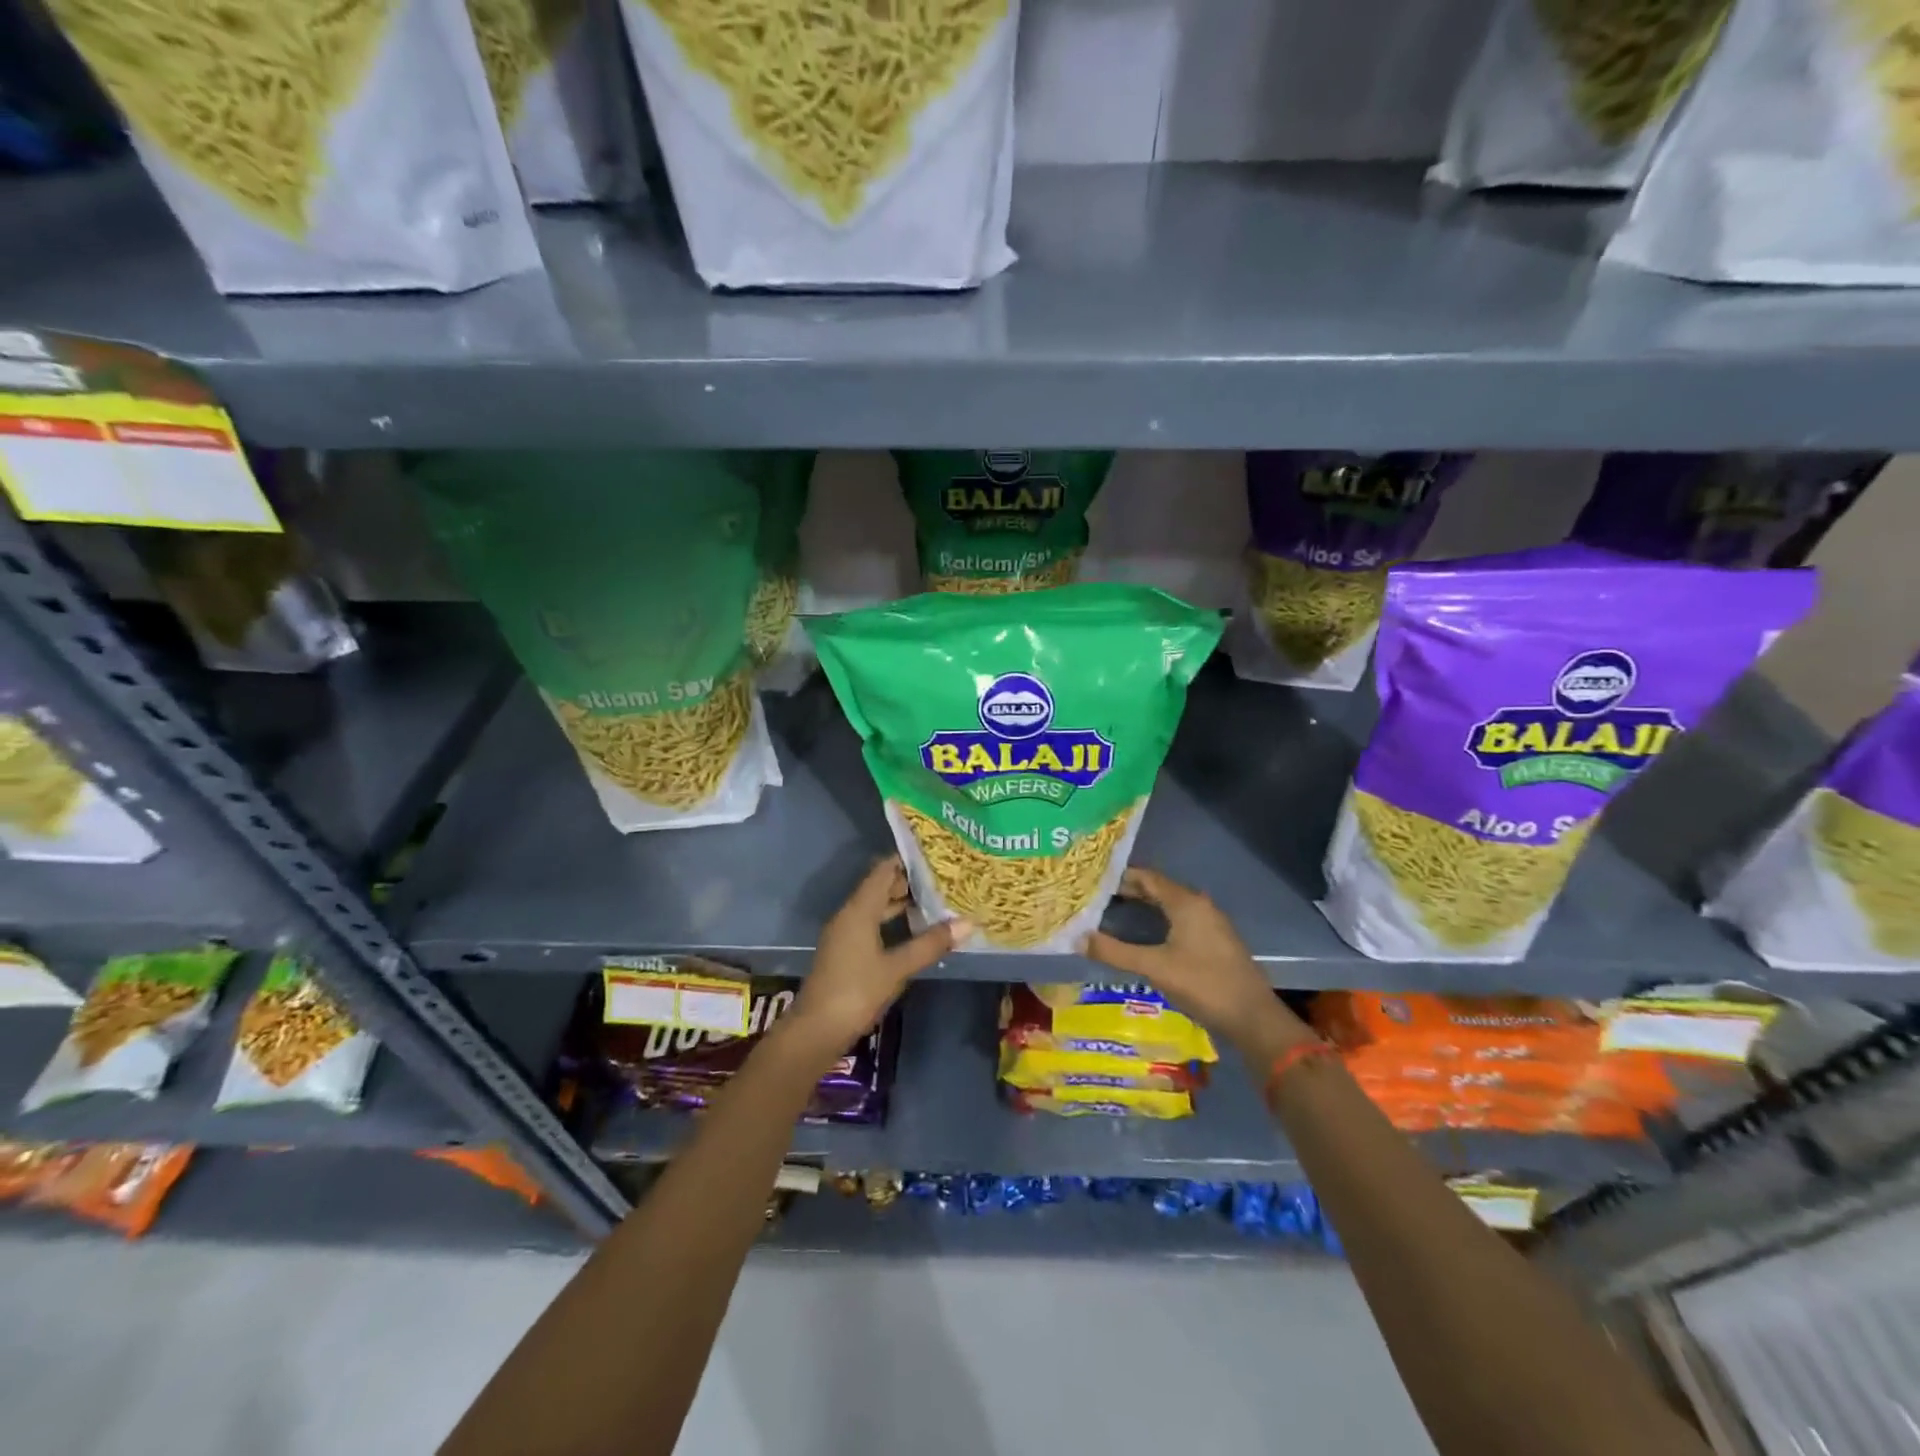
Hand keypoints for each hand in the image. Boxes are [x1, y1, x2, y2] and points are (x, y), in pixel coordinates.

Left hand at [791, 857, 968, 1044]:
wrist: (816, 1031)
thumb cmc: (856, 991)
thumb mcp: (897, 968)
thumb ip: (931, 944)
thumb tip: (968, 922)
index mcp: (859, 910)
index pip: (883, 871)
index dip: (907, 861)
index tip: (935, 856)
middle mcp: (850, 915)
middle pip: (880, 888)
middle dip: (909, 883)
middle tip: (943, 879)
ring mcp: (846, 935)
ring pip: (876, 909)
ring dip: (902, 904)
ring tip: (936, 902)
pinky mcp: (846, 953)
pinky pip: (872, 925)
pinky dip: (893, 923)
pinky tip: (915, 932)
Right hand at [1082, 866, 1312, 1062]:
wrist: (1253, 1017)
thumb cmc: (1203, 984)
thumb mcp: (1155, 967)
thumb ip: (1115, 952)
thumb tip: (1078, 939)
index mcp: (1186, 903)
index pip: (1147, 877)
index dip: (1120, 876)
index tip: (1094, 879)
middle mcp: (1199, 905)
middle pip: (1159, 888)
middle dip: (1130, 890)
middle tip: (1098, 896)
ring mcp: (1211, 922)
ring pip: (1171, 904)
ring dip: (1145, 905)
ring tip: (1115, 912)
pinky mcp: (1215, 940)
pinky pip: (1181, 918)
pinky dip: (1159, 918)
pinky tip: (1146, 934)